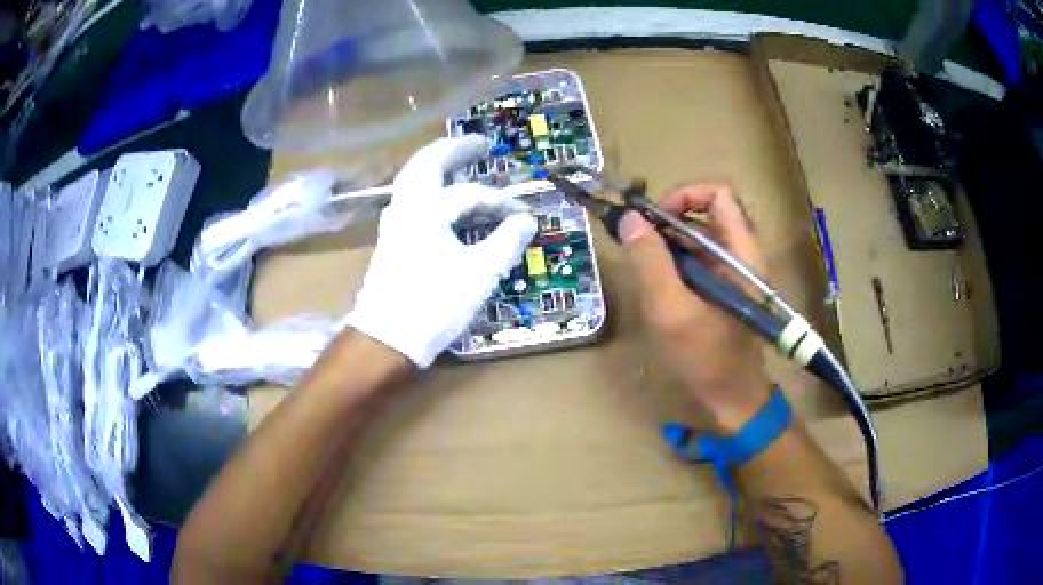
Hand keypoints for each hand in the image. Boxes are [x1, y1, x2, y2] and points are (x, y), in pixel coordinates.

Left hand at [344, 136, 538, 367]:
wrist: (388, 337)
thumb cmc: (435, 303)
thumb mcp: (480, 273)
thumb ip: (506, 242)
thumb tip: (526, 221)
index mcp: (428, 210)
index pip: (470, 194)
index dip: (500, 202)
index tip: (522, 216)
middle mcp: (406, 207)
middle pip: (428, 163)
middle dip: (455, 150)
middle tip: (481, 143)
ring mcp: (394, 222)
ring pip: (412, 178)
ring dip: (436, 164)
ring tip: (458, 160)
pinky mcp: (390, 239)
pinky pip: (409, 197)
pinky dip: (426, 185)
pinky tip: (438, 196)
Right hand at [619, 183, 771, 434]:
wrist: (731, 399)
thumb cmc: (706, 358)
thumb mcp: (671, 310)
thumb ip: (650, 261)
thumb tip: (629, 218)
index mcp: (741, 252)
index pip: (719, 193)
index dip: (685, 195)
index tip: (655, 220)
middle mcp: (741, 254)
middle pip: (706, 211)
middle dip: (669, 219)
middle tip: (641, 242)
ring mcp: (733, 271)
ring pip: (699, 235)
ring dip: (668, 242)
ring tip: (645, 266)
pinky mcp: (723, 287)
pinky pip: (698, 258)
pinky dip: (675, 261)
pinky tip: (658, 285)